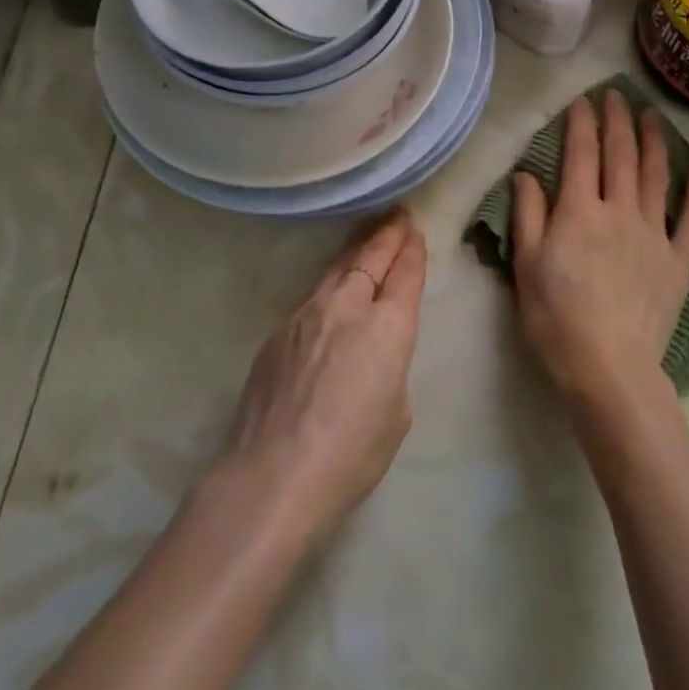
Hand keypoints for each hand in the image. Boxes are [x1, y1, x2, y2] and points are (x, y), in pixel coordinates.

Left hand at [224, 209, 426, 538]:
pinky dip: (330, 282)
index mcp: (388, 326)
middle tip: (397, 214)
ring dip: (356, 247)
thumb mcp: (396, 411)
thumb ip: (390, 367)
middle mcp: (349, 305)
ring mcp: (308, 313)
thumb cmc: (351, 453)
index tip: (415, 232)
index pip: (405, 273)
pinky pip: (312, 295)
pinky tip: (332, 287)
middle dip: (387, 233)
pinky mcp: (279, 330)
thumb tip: (373, 355)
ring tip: (367, 232)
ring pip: (338, 268)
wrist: (273, 475)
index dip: (412, 251)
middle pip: (371, 256)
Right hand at [511, 90, 688, 410]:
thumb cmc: (557, 317)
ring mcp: (654, 233)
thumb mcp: (526, 266)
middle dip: (618, 120)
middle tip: (617, 94)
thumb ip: (527, 215)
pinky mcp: (678, 260)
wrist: (609, 367)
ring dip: (655, 142)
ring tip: (653, 116)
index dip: (581, 123)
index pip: (581, 154)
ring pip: (656, 176)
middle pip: (621, 155)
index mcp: (579, 211)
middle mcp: (620, 210)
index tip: (583, 100)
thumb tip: (526, 174)